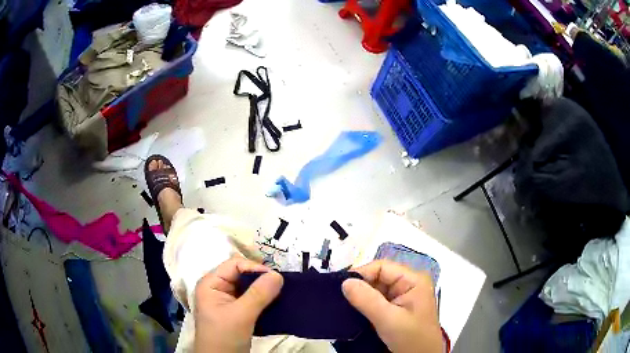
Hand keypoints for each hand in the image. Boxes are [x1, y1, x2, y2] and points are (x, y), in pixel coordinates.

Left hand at [193, 256, 283, 352]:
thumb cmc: (224, 337)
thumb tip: (278, 274)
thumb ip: (258, 295)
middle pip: (242, 275)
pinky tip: (276, 304)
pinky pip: (251, 300)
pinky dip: (263, 300)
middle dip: (261, 279)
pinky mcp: (236, 313)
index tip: (276, 278)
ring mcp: (226, 301)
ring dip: (264, 290)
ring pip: (248, 288)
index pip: (234, 264)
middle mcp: (218, 288)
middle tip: (282, 286)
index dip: (254, 268)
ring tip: (282, 294)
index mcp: (211, 284)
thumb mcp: (241, 315)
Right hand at [342, 260, 442, 352]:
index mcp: (413, 280)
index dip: (361, 273)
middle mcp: (408, 284)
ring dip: (360, 298)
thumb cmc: (411, 338)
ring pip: (375, 290)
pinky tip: (353, 312)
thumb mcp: (389, 319)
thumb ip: (367, 300)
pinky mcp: (396, 309)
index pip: (382, 267)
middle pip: (378, 277)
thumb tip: (344, 281)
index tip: (340, 287)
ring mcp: (402, 297)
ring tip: (342, 305)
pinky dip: (364, 306)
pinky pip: (376, 301)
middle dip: (359, 287)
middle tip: (338, 298)